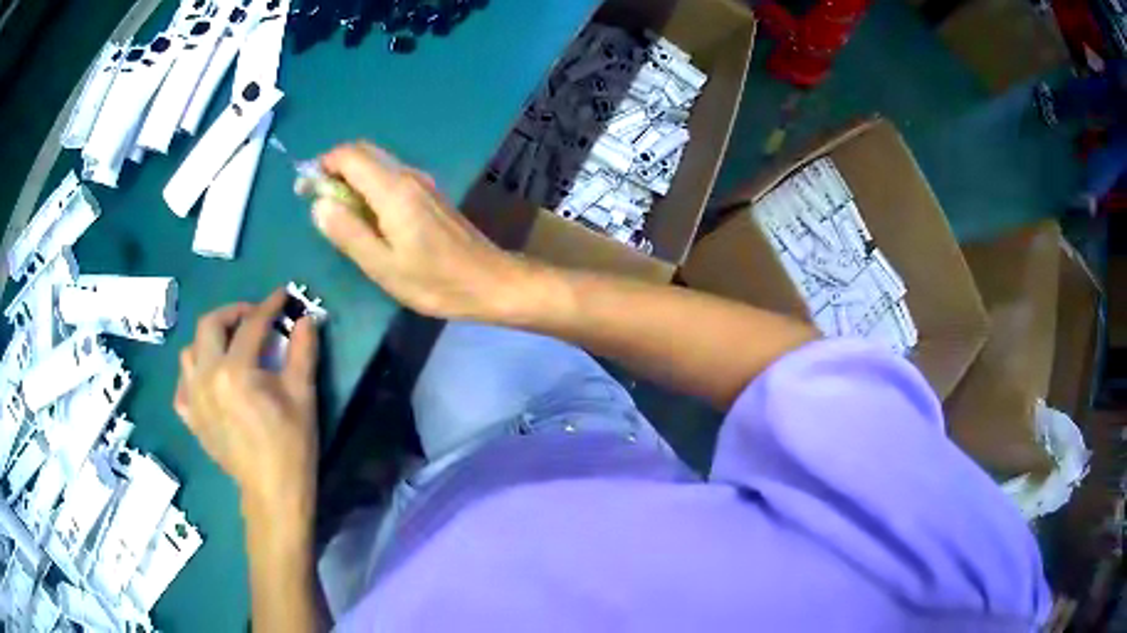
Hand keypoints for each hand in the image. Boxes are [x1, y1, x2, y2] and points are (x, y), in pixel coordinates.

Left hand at [174, 290, 319, 518]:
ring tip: (229, 346)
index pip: (251, 325)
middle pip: (210, 325)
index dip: (269, 306)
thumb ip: (303, 351)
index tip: (283, 296)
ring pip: (190, 351)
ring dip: (209, 340)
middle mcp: (207, 378)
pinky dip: (194, 374)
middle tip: (253, 317)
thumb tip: (307, 318)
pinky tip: (209, 380)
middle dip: (233, 312)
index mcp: (235, 371)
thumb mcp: (302, 395)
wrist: (273, 492)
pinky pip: (182, 385)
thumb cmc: (291, 445)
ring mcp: (194, 398)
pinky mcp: (191, 418)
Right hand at [311, 142, 531, 320]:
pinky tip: (365, 216)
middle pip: (364, 152)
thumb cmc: (435, 281)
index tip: (305, 191)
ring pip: (378, 163)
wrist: (490, 281)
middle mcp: (409, 176)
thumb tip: (319, 203)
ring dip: (351, 178)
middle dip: (335, 169)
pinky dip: (369, 186)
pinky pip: (390, 177)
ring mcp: (422, 182)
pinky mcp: (429, 193)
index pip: (350, 155)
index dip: (323, 165)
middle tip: (317, 201)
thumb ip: (348, 232)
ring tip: (337, 213)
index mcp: (394, 190)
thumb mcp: (383, 266)